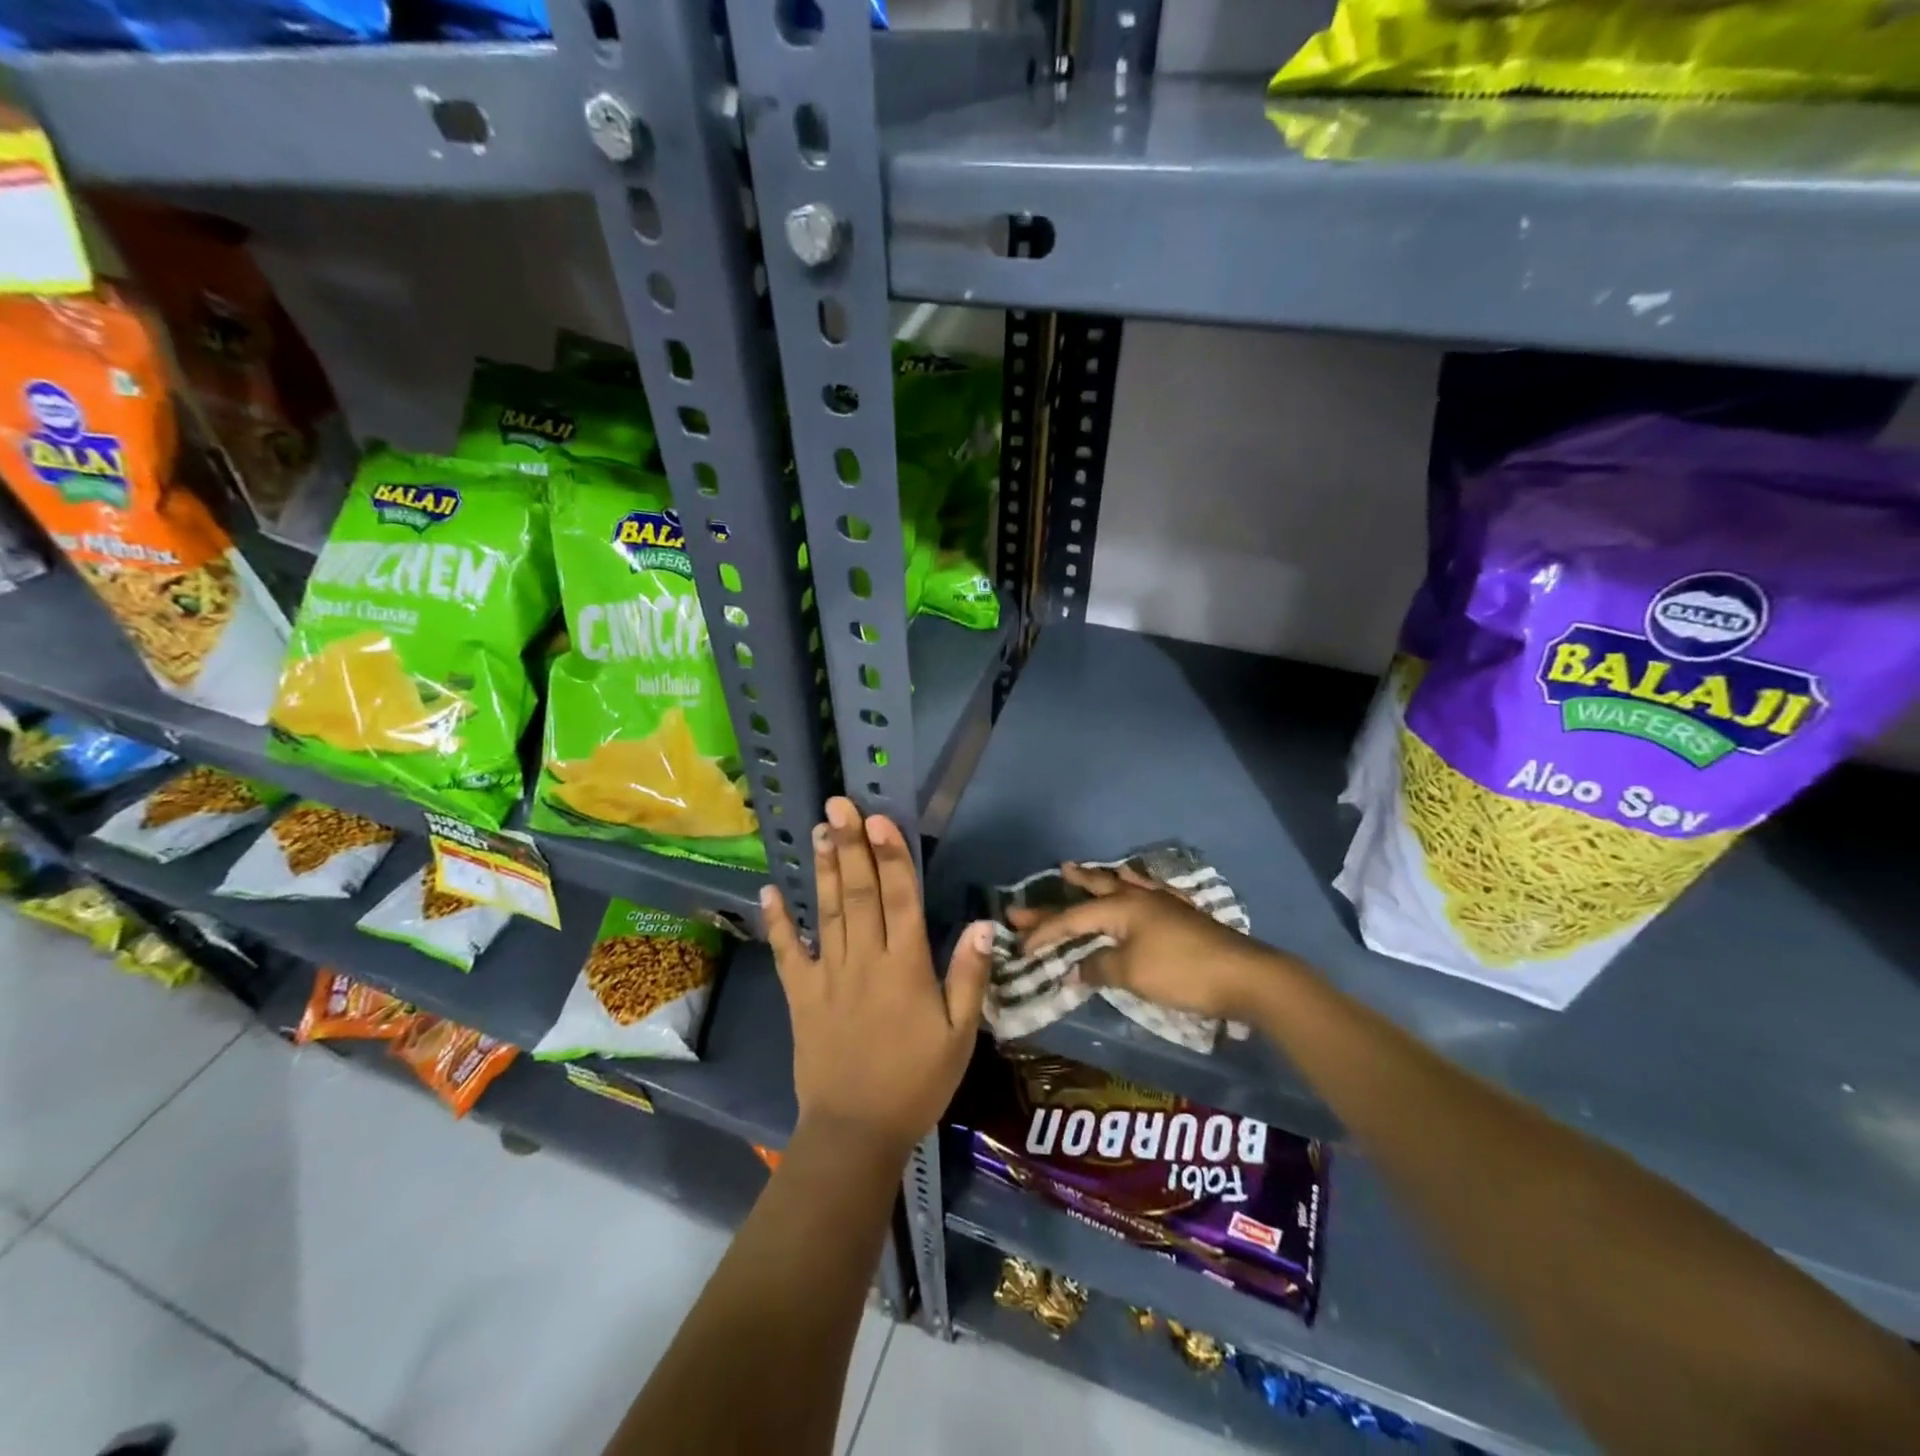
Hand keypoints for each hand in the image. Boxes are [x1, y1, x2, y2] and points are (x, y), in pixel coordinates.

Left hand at [763, 797, 992, 1162]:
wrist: (856, 1132)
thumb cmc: (917, 1082)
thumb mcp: (960, 1036)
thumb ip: (970, 977)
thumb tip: (985, 923)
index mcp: (906, 967)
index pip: (900, 899)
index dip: (891, 856)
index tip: (878, 819)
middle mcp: (865, 960)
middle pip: (859, 893)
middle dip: (851, 845)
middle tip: (838, 804)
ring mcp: (828, 976)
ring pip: (827, 912)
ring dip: (824, 869)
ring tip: (818, 830)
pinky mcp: (801, 995)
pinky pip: (786, 953)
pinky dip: (777, 922)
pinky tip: (768, 890)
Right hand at [1010, 862, 1273, 1020]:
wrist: (1244, 976)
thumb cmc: (1181, 973)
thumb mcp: (1132, 974)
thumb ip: (1099, 968)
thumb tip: (1075, 968)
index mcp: (1122, 908)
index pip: (1073, 919)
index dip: (1045, 932)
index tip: (1021, 944)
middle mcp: (1139, 897)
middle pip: (1095, 890)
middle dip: (1068, 887)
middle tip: (1045, 876)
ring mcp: (1163, 903)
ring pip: (1123, 884)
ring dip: (1099, 878)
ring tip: (1079, 869)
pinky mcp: (1183, 914)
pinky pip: (1149, 891)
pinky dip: (1134, 885)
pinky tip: (1137, 885)